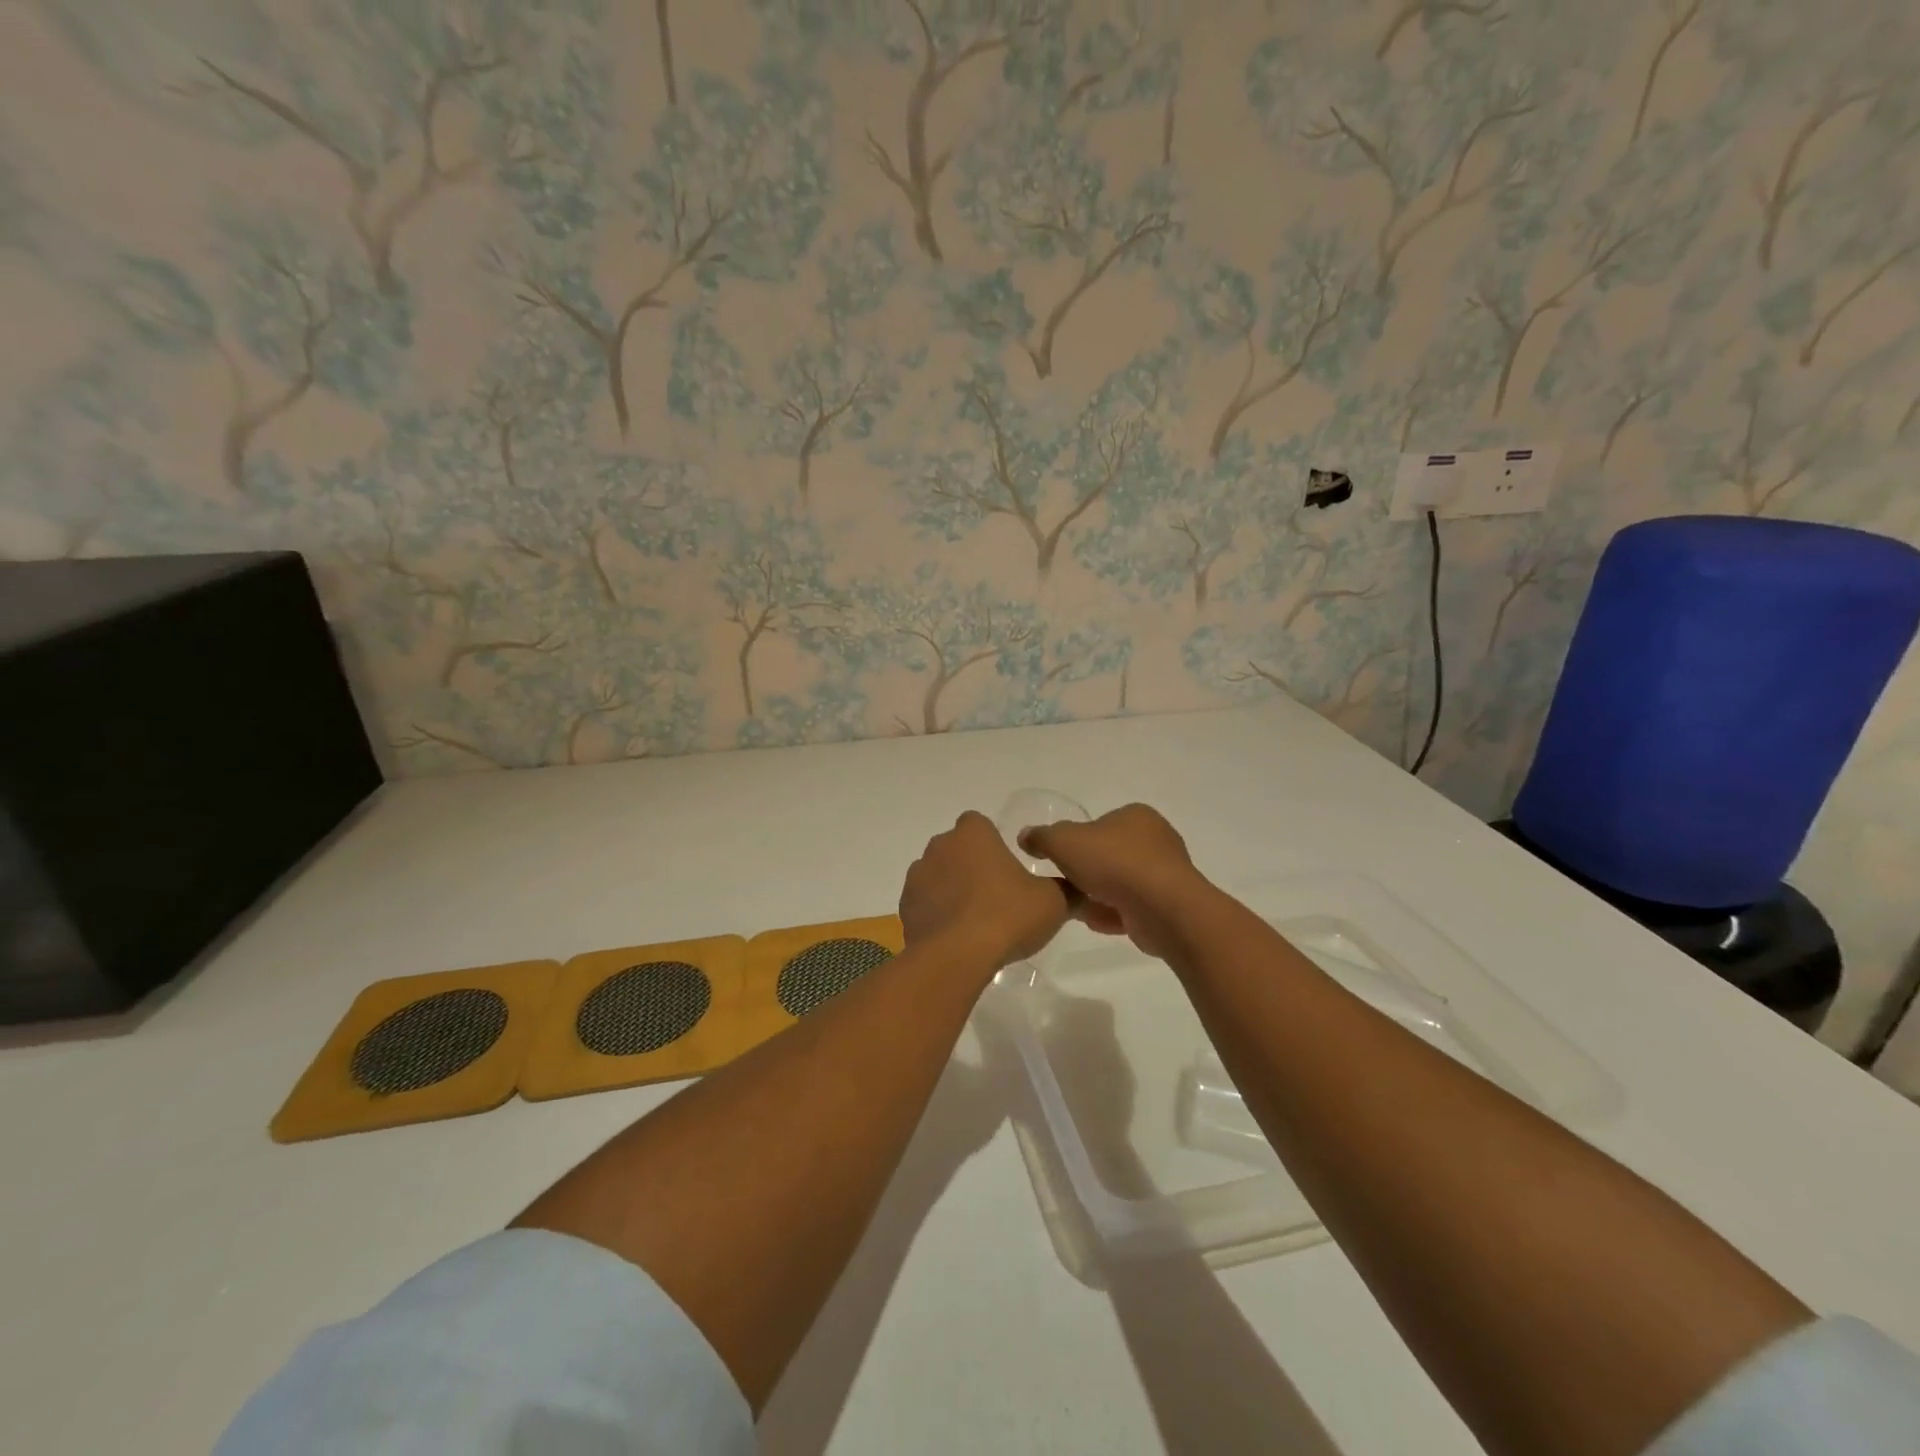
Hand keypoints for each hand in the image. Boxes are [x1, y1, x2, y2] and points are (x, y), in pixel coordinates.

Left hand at [900, 811, 1070, 971]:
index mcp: (972, 834)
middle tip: (996, 895)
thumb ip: (1067, 890)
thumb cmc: (1007, 916)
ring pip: (938, 876)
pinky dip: (938, 915)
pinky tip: (956, 938)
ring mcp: (917, 877)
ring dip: (952, 890)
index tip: (1006, 865)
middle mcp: (939, 847)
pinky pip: (925, 904)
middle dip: (971, 866)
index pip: (978, 823)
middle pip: (956, 849)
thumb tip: (1080, 888)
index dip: (991, 841)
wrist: (956, 957)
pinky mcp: (905, 908)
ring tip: (975, 921)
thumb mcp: (1053, 902)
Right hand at [1018, 803, 1215, 959]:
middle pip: (1109, 856)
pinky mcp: (1169, 906)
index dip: (1077, 843)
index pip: (1099, 825)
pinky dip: (1114, 915)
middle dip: (1087, 873)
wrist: (1162, 907)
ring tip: (1077, 908)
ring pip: (1120, 884)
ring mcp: (1166, 874)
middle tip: (1065, 885)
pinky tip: (1096, 923)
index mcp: (1136, 816)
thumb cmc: (1114, 862)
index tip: (1061, 860)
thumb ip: (1042, 837)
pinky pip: (1132, 908)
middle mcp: (1156, 840)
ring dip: (1098, 897)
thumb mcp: (1064, 841)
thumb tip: (1026, 836)